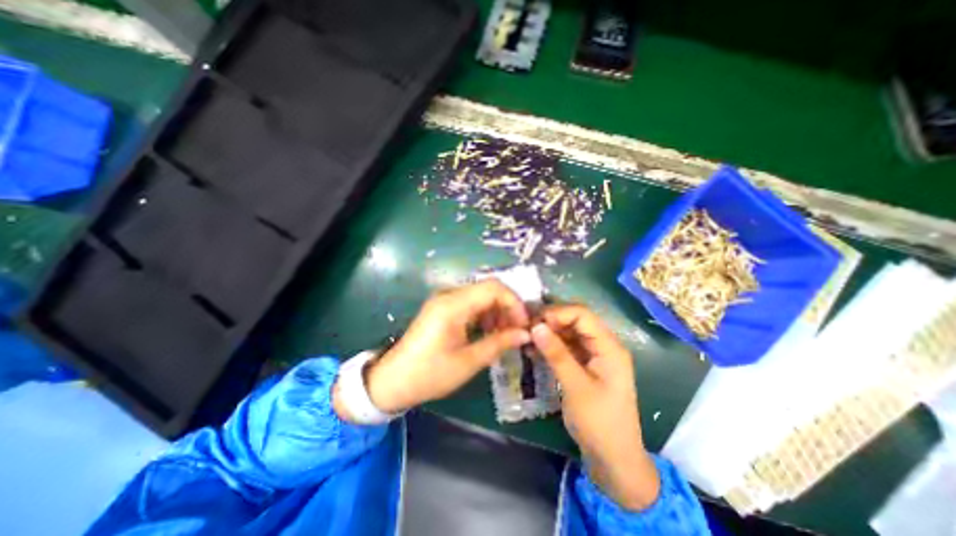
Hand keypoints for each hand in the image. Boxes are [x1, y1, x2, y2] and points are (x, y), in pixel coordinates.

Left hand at [337, 280, 530, 418]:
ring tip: (505, 335)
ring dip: (497, 312)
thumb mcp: (468, 362)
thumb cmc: (430, 374)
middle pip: (488, 289)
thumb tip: (525, 334)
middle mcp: (449, 295)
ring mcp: (445, 300)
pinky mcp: (443, 308)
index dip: (514, 302)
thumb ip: (499, 343)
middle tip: (518, 331)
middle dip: (508, 308)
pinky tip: (489, 333)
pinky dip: (485, 315)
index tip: (524, 324)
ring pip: (481, 296)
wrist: (393, 381)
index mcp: (453, 304)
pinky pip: (471, 304)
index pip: (493, 288)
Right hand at [530, 305, 657, 509]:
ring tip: (528, 337)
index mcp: (609, 347)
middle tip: (527, 328)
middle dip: (551, 321)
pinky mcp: (585, 364)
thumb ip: (556, 354)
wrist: (614, 460)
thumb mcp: (576, 387)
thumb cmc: (599, 423)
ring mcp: (594, 355)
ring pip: (569, 332)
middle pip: (576, 320)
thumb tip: (536, 326)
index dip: (557, 313)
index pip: (582, 315)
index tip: (534, 322)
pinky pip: (567, 346)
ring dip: (550, 332)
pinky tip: (535, 349)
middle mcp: (604, 345)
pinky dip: (552, 345)